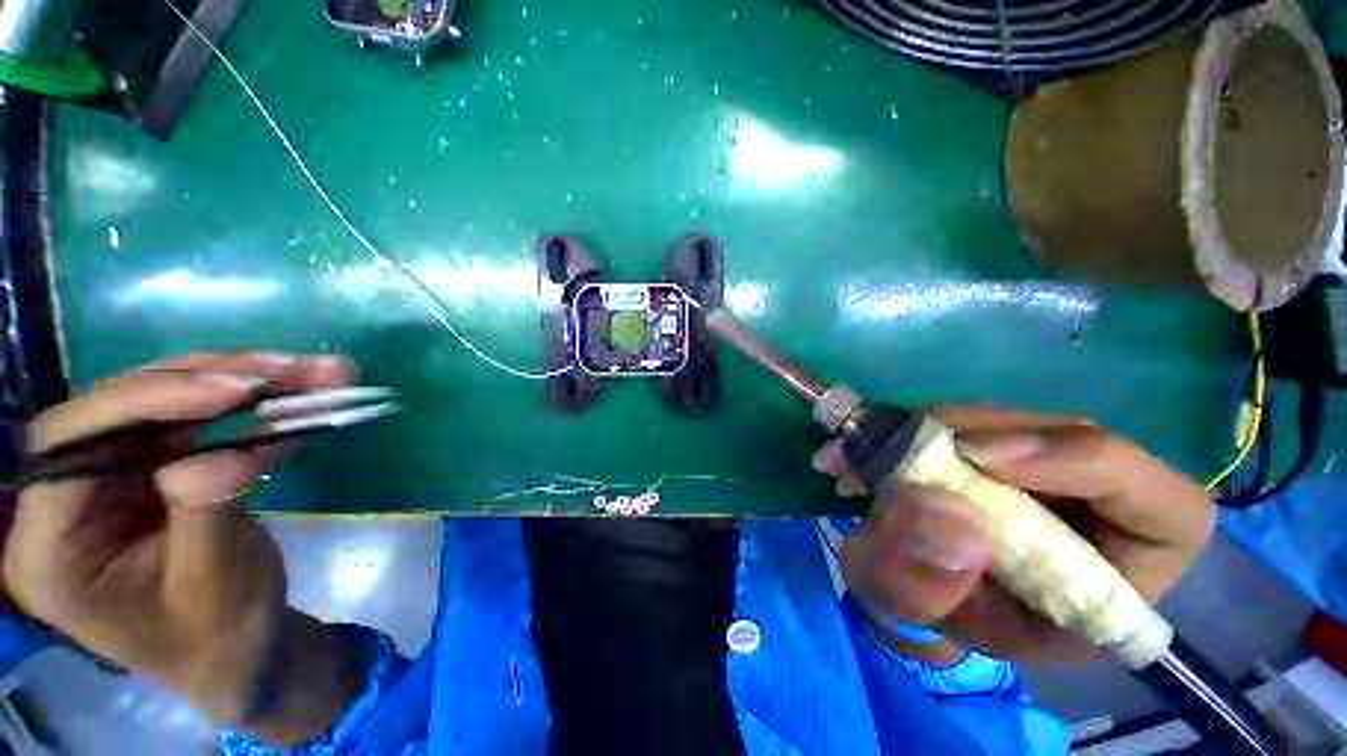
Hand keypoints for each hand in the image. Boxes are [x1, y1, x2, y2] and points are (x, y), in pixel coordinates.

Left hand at [3, 352, 352, 725]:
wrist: (240, 649)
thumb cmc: (218, 638)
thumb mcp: (213, 588)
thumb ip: (205, 519)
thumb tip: (220, 459)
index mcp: (53, 546)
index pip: (69, 448)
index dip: (143, 404)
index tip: (232, 392)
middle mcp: (70, 498)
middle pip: (119, 409)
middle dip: (205, 381)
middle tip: (286, 369)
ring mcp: (114, 478)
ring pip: (168, 403)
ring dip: (243, 382)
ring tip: (314, 373)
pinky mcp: (157, 469)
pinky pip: (205, 422)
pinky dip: (258, 406)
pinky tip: (304, 395)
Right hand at [817, 406, 1213, 661]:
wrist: (920, 582)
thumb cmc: (940, 612)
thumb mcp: (926, 616)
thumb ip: (923, 585)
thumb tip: (938, 513)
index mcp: (1118, 572)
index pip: (1161, 506)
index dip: (1078, 463)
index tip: (976, 457)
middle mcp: (1099, 504)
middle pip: (1063, 436)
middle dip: (966, 433)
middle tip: (883, 448)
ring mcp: (1049, 464)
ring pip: (1003, 420)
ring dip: (922, 428)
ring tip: (855, 454)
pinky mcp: (1002, 441)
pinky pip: (963, 418)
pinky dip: (907, 426)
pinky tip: (864, 447)